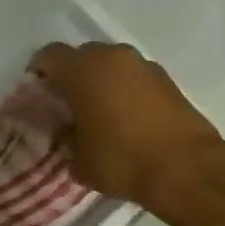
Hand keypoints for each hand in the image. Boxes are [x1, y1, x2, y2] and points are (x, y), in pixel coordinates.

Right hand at [31, 42, 224, 210]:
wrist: (186, 169)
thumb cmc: (122, 160)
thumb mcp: (78, 159)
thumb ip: (65, 137)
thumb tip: (65, 130)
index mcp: (83, 69)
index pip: (49, 56)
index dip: (39, 74)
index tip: (38, 96)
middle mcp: (112, 56)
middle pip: (82, 56)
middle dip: (72, 77)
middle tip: (68, 106)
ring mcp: (143, 65)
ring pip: (111, 65)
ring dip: (101, 83)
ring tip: (98, 114)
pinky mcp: (167, 80)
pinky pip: (134, 78)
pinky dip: (125, 91)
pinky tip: (126, 120)